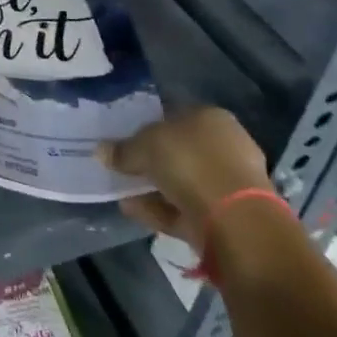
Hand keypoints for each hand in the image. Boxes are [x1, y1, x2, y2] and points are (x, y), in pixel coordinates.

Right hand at [96, 106, 271, 241]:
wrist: (234, 220)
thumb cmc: (190, 163)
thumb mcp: (145, 146)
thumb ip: (123, 149)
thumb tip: (102, 151)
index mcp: (211, 118)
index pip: (176, 117)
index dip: (149, 128)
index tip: (126, 142)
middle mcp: (225, 146)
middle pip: (180, 151)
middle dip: (153, 162)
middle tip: (124, 169)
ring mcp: (228, 183)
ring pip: (182, 182)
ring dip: (153, 188)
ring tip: (123, 193)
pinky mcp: (225, 216)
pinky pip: (184, 208)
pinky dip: (159, 209)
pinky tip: (133, 210)